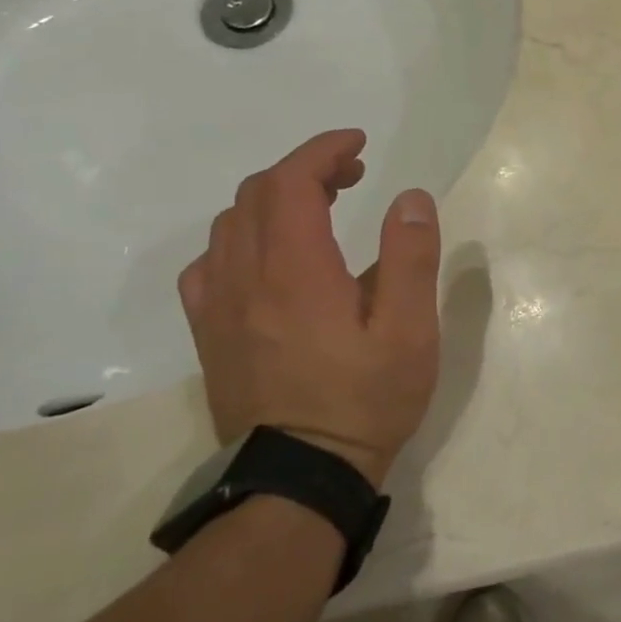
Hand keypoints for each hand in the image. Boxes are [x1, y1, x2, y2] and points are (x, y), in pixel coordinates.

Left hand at [178, 128, 441, 486]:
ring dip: (274, 199)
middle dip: (305, 169)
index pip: (290, 183)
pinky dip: (242, 238)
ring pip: (230, 225)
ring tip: (321, 208)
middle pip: (256, 195)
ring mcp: (218, 308)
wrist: (300, 478)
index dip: (322, 151)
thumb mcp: (409, 330)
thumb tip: (410, 198)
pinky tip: (270, 257)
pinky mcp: (209, 335)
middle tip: (353, 175)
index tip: (359, 144)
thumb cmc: (365, 399)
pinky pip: (210, 264)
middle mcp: (244, 279)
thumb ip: (410, 257)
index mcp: (295, 271)